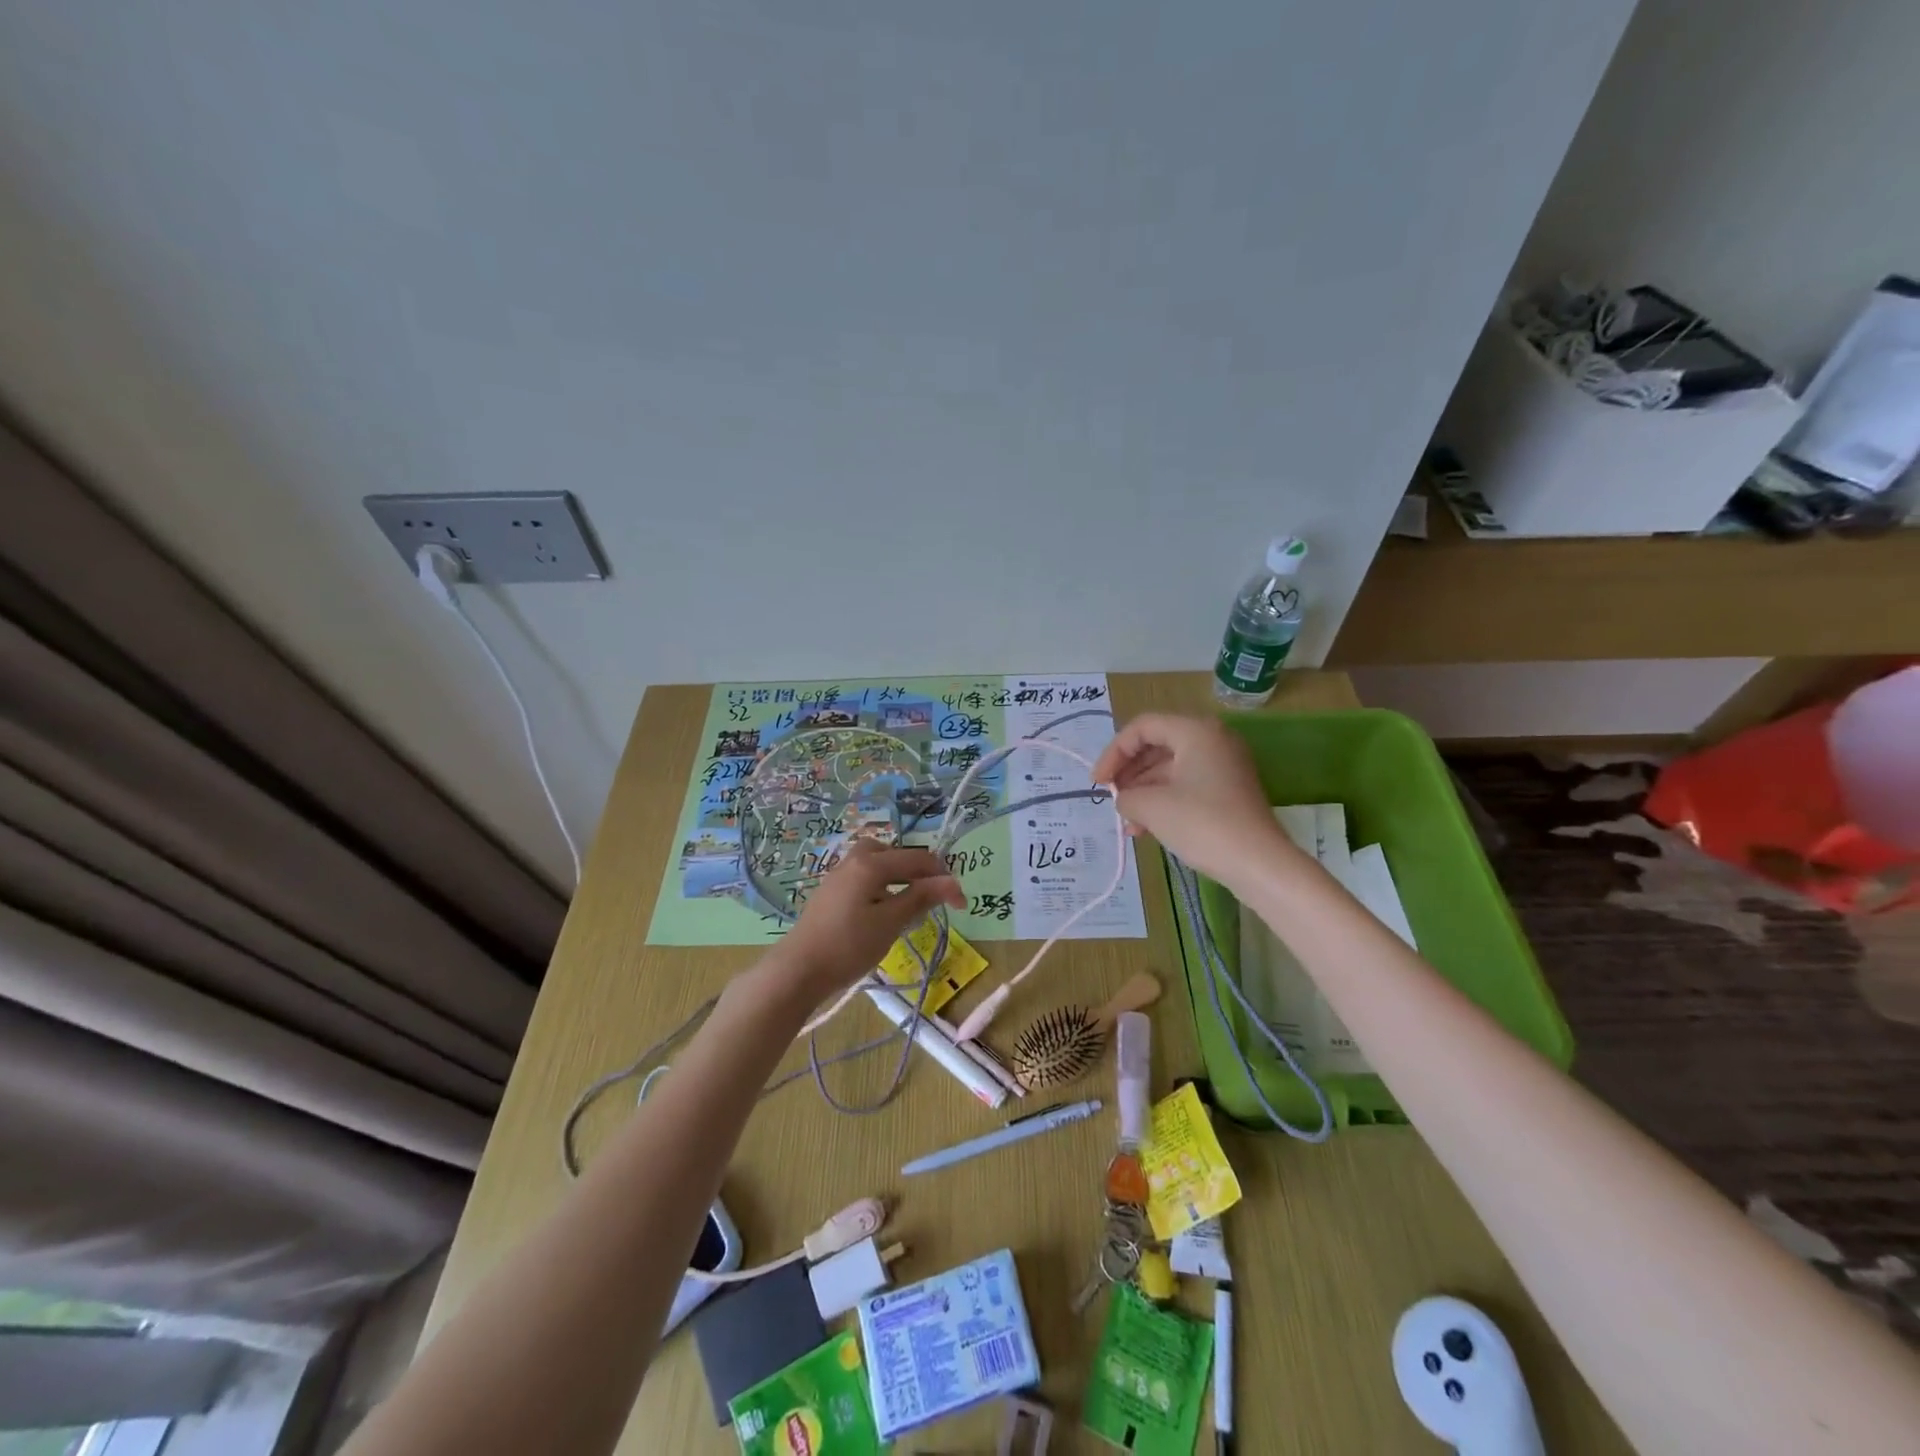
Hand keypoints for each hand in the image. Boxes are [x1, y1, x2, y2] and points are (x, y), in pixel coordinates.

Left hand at [765, 844, 963, 1004]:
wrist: (797, 970)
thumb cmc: (848, 946)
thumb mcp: (891, 922)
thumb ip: (921, 897)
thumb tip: (952, 882)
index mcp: (871, 863)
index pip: (918, 860)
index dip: (943, 879)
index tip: (961, 905)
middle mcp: (854, 860)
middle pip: (894, 853)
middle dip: (918, 871)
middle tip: (931, 898)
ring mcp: (838, 875)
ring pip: (877, 864)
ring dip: (898, 878)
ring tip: (908, 905)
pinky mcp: (830, 892)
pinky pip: (864, 877)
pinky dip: (881, 886)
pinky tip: (881, 913)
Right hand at [1091, 713, 1297, 888]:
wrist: (1259, 864)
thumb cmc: (1202, 824)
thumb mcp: (1151, 807)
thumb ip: (1126, 795)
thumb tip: (1124, 799)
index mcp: (1196, 731)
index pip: (1142, 727)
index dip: (1114, 752)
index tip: (1098, 783)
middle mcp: (1212, 740)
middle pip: (1157, 746)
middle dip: (1129, 773)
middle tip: (1111, 798)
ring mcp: (1224, 766)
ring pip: (1170, 769)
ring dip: (1143, 792)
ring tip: (1127, 822)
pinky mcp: (1228, 791)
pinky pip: (1187, 786)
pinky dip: (1163, 801)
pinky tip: (1145, 828)